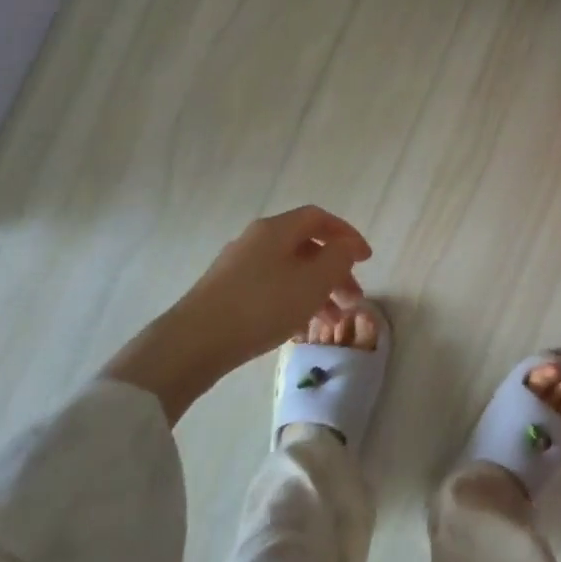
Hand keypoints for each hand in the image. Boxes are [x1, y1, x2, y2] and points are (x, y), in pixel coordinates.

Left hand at [104, 205, 371, 422]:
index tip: (366, 259)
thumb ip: (339, 258)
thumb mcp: (313, 281)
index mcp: (276, 229)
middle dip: (335, 271)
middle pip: (306, 247)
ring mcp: (238, 267)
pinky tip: (301, 328)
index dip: (347, 234)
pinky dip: (293, 301)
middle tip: (354, 298)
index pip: (319, 218)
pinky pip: (272, 288)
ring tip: (333, 321)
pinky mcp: (226, 293)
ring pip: (290, 271)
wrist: (194, 343)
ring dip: (317, 291)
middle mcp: (256, 240)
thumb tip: (348, 245)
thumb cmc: (262, 305)